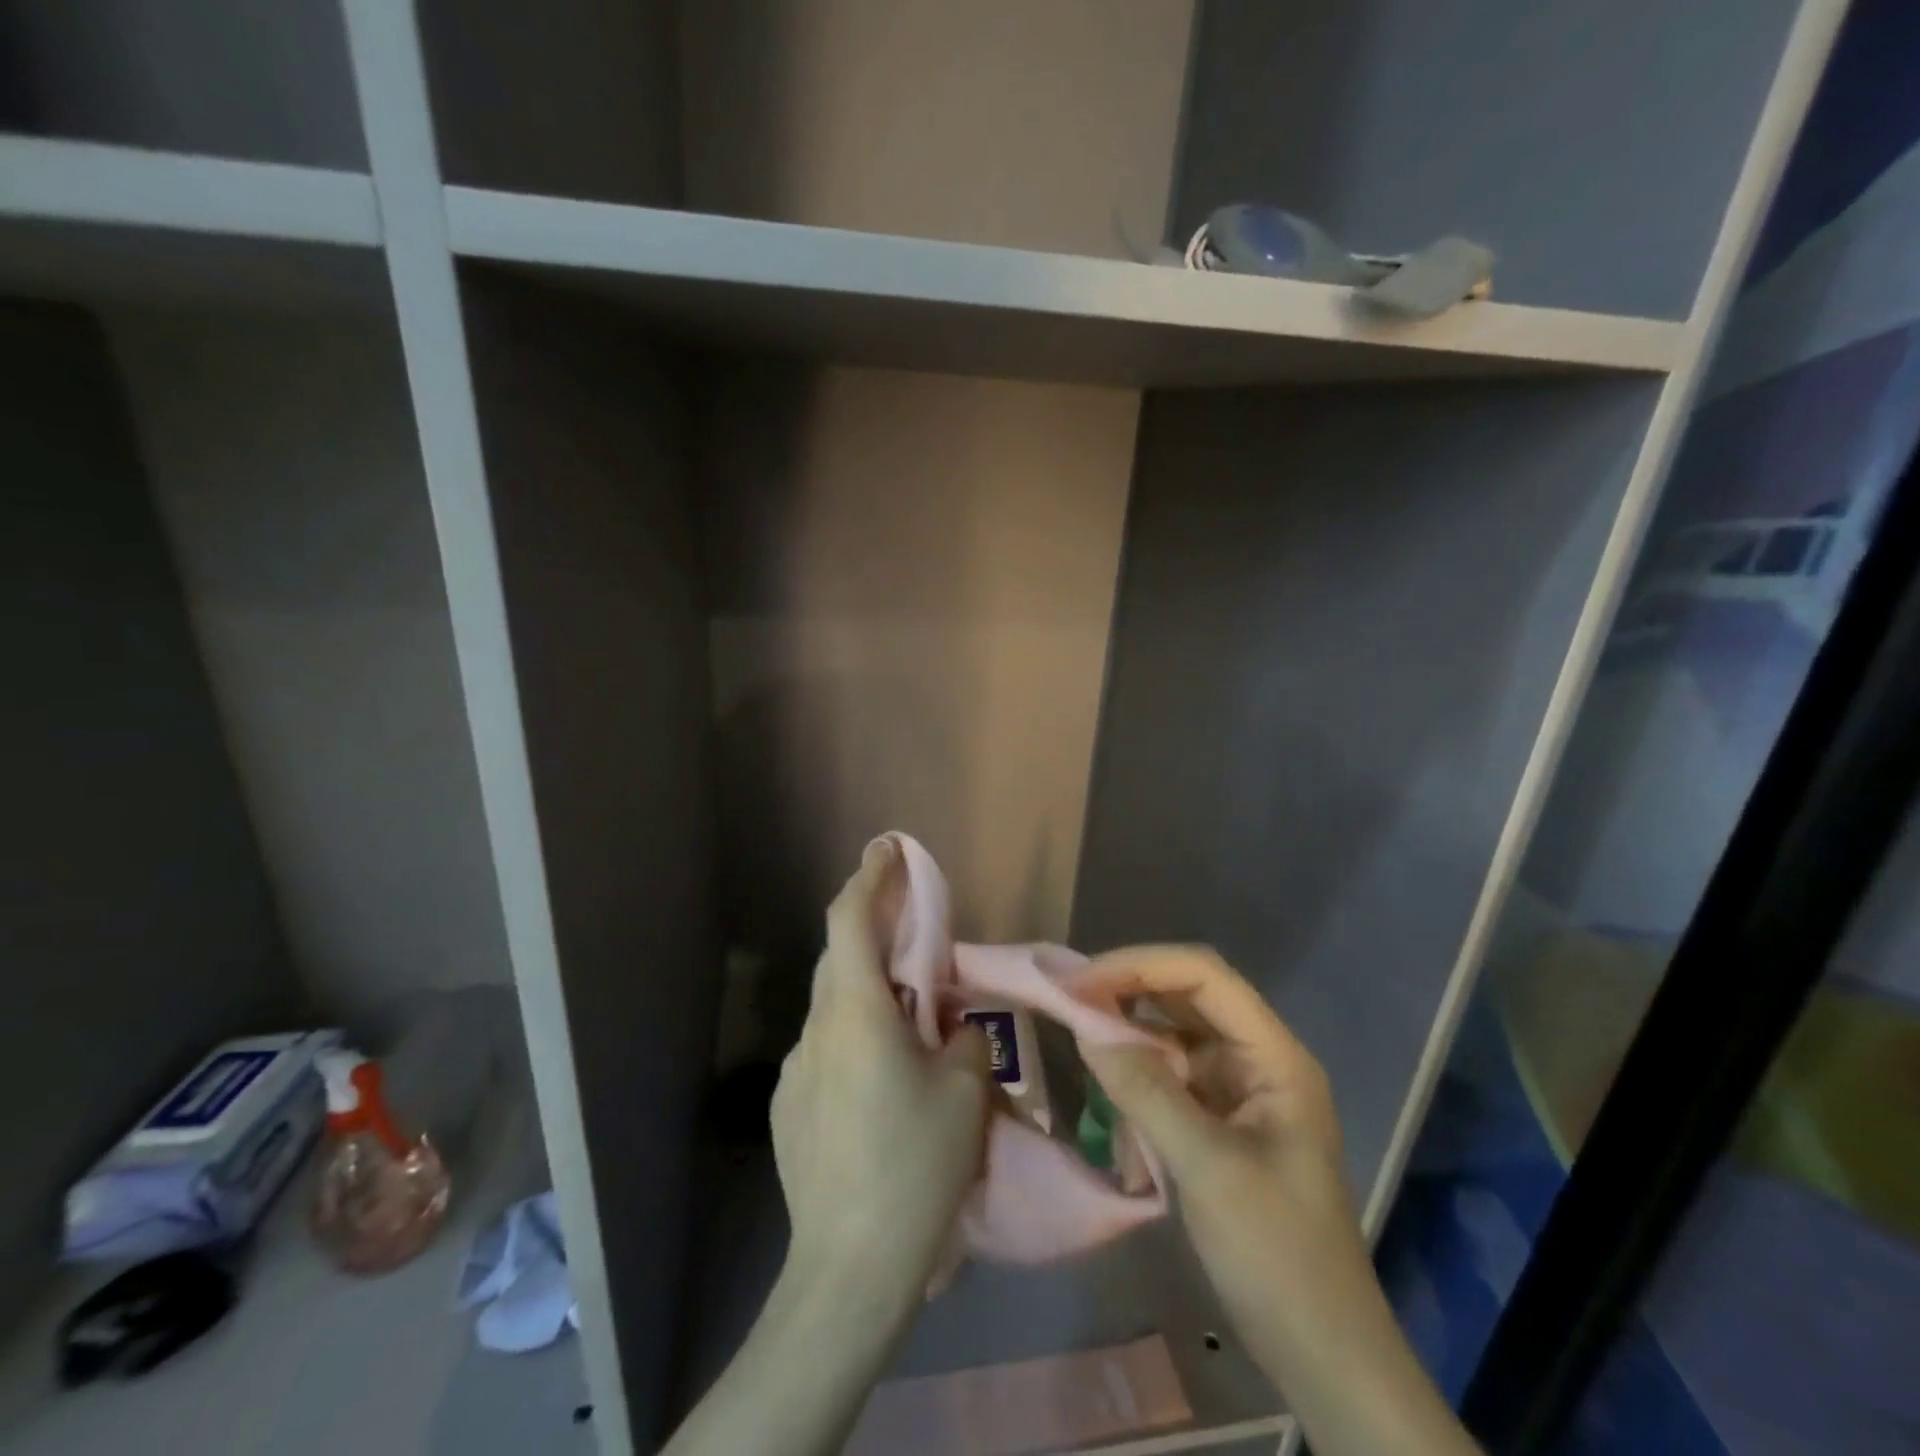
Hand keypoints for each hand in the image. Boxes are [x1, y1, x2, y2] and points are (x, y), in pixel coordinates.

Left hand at [772, 838, 992, 1309]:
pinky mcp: (788, 1107)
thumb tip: (952, 1027)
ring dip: (869, 994)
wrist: (848, 1270)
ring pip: (834, 1007)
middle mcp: (816, 1030)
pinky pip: (825, 1050)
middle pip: (841, 959)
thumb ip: (964, 1039)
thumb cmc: (915, 1168)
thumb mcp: (966, 1095)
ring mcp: (795, 1071)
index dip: (869, 878)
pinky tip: (882, 1083)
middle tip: (917, 940)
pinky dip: (855, 1038)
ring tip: (910, 1023)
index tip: (887, 849)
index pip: (850, 920)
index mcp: (856, 1013)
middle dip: (875, 934)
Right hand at [1075, 946, 1478, 1455]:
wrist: (1320, 1352)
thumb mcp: (1207, 1168)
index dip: (1141, 966)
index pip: (1205, 977)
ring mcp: (1240, 1089)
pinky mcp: (1220, 1118)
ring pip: (1176, 1031)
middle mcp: (1259, 1058)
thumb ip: (1146, 1091)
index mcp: (1275, 1056)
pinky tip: (1109, 1082)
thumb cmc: (1276, 1254)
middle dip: (1129, 988)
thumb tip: (1086, 1028)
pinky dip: (1137, 1069)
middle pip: (1189, 995)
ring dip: (1130, 1027)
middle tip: (1069, 997)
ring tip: (1079, 1028)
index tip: (1082, 982)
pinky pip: (1171, 1072)